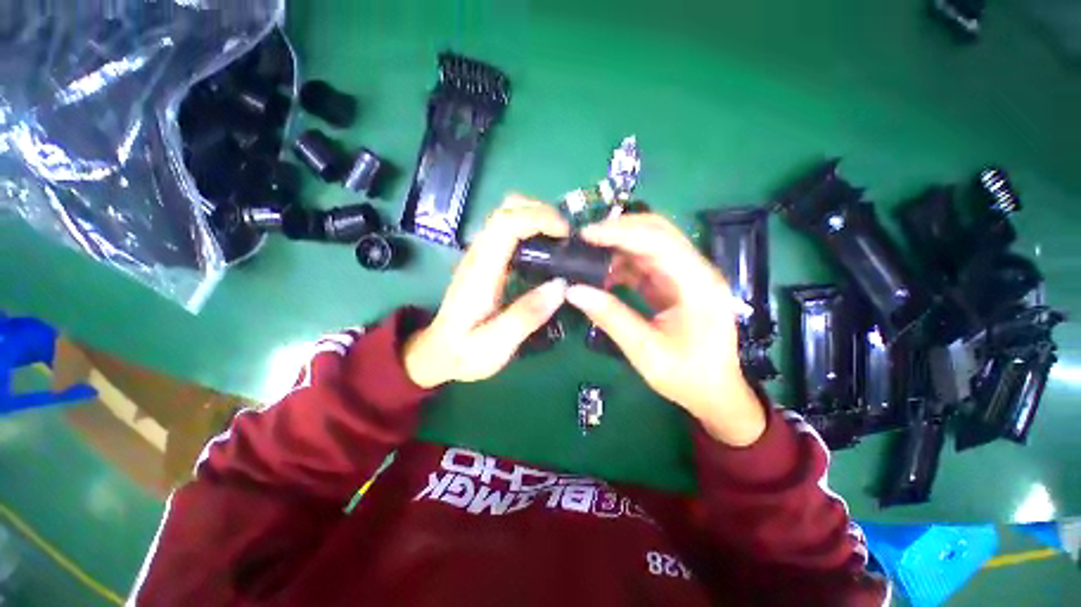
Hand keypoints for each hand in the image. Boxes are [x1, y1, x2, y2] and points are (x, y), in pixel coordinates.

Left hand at [404, 195, 569, 388]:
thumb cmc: (464, 352)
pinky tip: (545, 250)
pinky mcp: (485, 261)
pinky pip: (509, 231)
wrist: (436, 354)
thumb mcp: (496, 345)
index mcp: (481, 271)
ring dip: (537, 217)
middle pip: (506, 208)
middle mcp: (479, 254)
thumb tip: (561, 286)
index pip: (506, 224)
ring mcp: (480, 255)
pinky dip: (531, 229)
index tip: (566, 233)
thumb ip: (526, 316)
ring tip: (561, 241)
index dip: (538, 218)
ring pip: (507, 215)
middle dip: (541, 211)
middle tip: (567, 236)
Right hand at [565, 214, 765, 446]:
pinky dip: (622, 265)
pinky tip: (603, 274)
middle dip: (619, 230)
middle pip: (658, 232)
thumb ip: (610, 317)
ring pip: (650, 245)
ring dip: (619, 246)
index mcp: (698, 284)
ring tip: (588, 256)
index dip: (620, 233)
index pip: (658, 241)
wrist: (715, 393)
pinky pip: (646, 264)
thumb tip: (573, 291)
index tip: (586, 234)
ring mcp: (686, 276)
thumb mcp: (645, 351)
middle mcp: (695, 271)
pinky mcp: (675, 284)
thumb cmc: (687, 377)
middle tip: (584, 238)